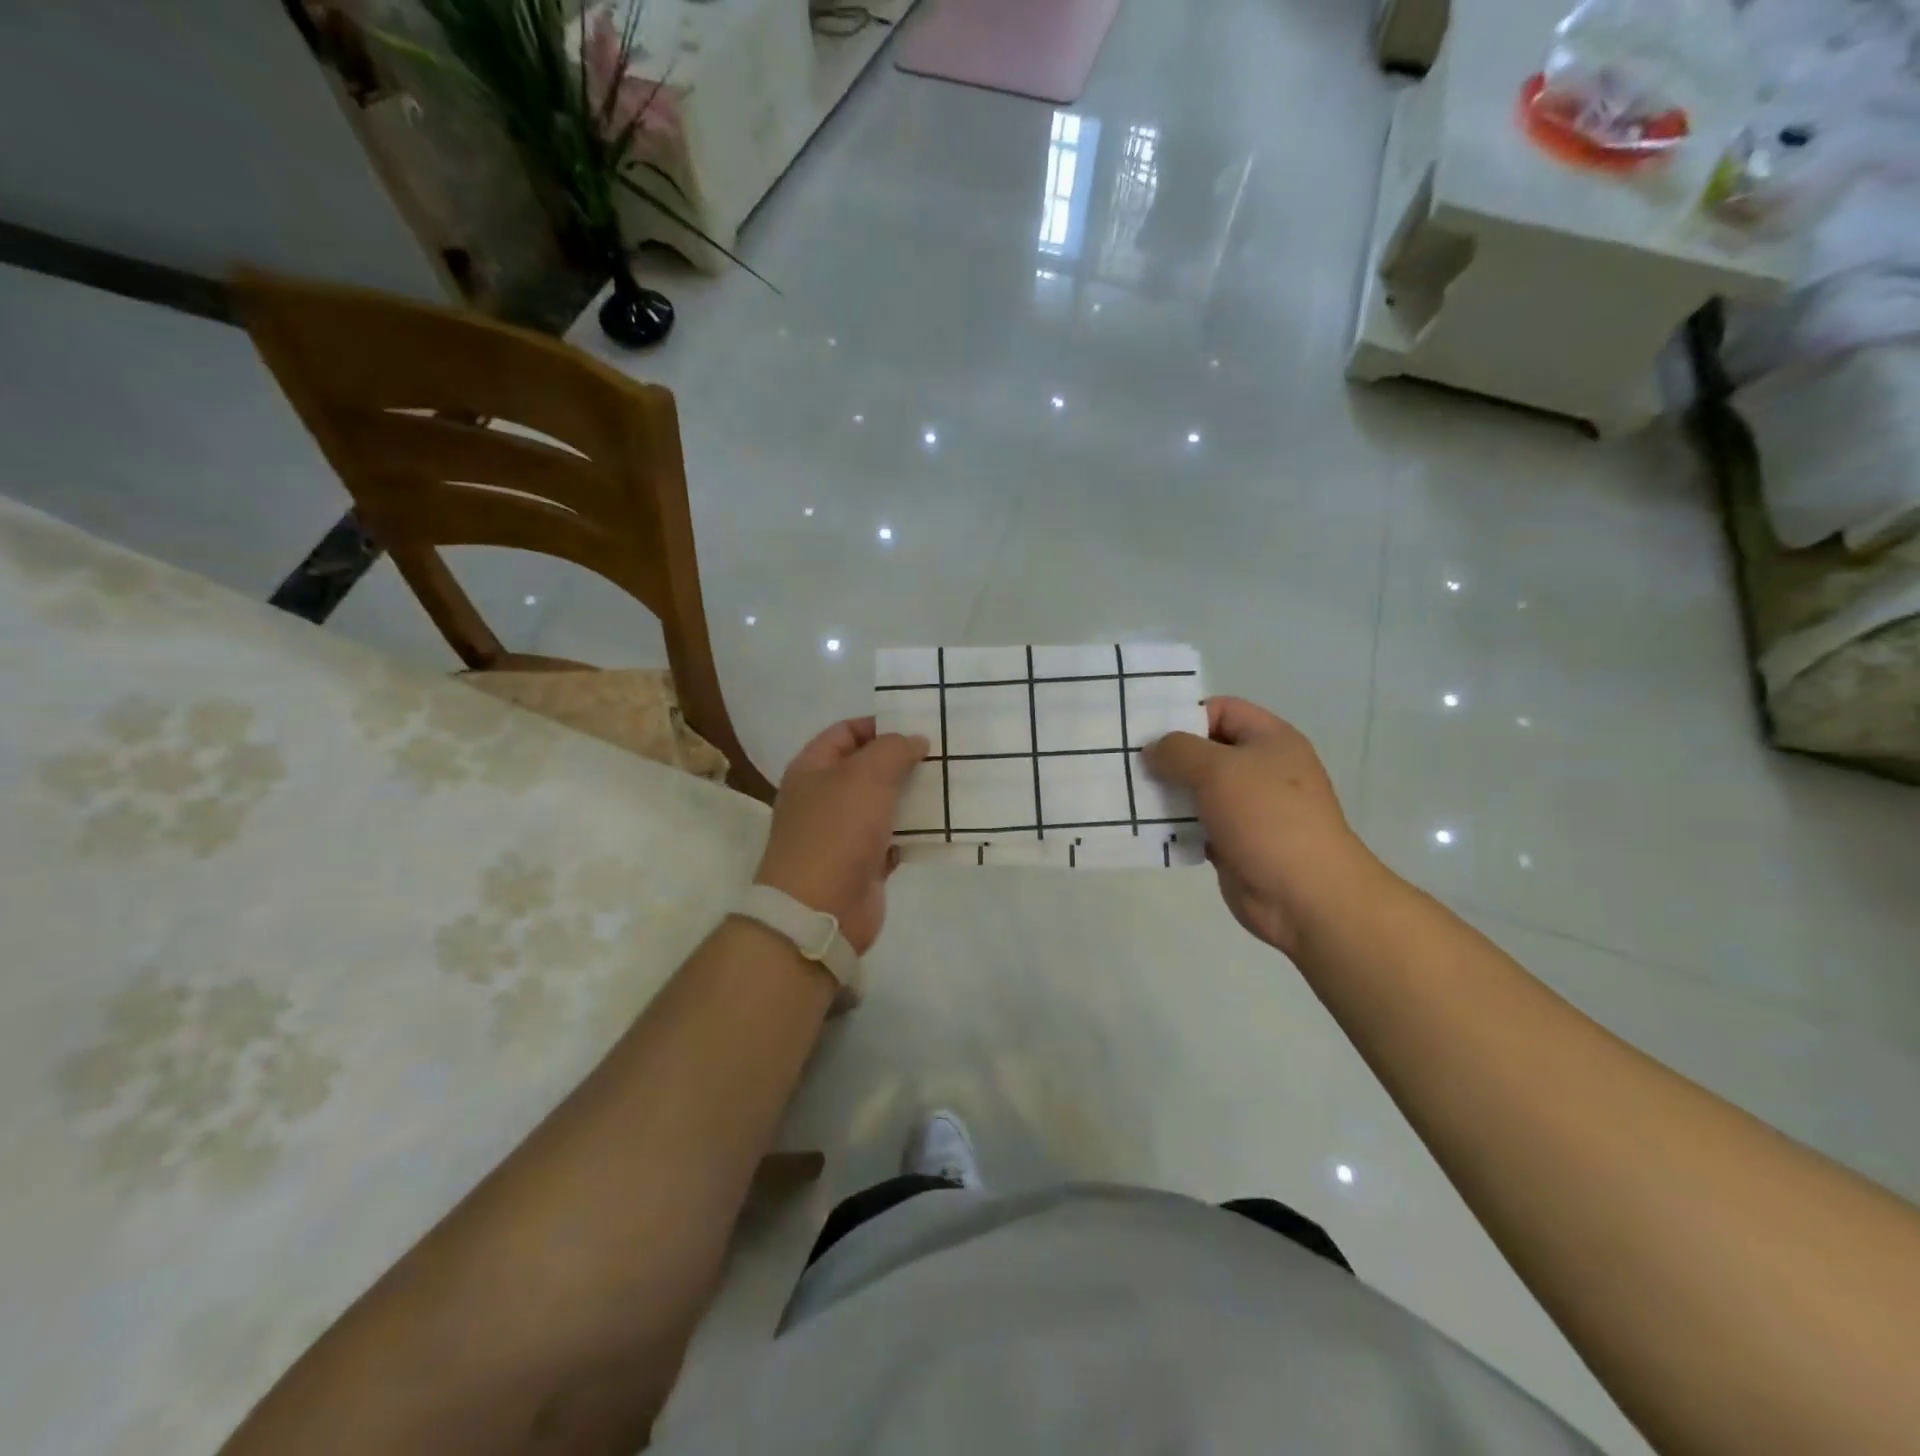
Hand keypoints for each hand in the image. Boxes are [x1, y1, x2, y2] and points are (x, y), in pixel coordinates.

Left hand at [754, 717, 928, 954]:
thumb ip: (893, 750)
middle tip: (945, 752)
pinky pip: (894, 838)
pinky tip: (946, 822)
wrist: (820, 910)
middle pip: (867, 768)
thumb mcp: (866, 776)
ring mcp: (844, 832)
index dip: (880, 724)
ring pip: (884, 803)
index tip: (919, 725)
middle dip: (903, 760)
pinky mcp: (864, 863)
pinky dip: (916, 831)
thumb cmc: (837, 831)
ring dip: (914, 795)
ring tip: (953, 782)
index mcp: (813, 769)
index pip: (846, 732)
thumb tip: (914, 740)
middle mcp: (825, 797)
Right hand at [1144, 697, 1383, 957]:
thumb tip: (1153, 750)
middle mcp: (1261, 769)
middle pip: (1206, 750)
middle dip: (1168, 756)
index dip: (1186, 715)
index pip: (1222, 709)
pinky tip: (1145, 827)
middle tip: (1128, 762)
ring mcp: (1249, 808)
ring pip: (1198, 789)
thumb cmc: (1266, 817)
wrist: (1304, 894)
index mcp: (1270, 740)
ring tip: (1129, 794)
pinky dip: (1174, 825)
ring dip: (1166, 792)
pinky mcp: (1235, 842)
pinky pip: (1197, 824)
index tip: (1148, 731)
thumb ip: (1178, 751)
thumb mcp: (1218, 769)